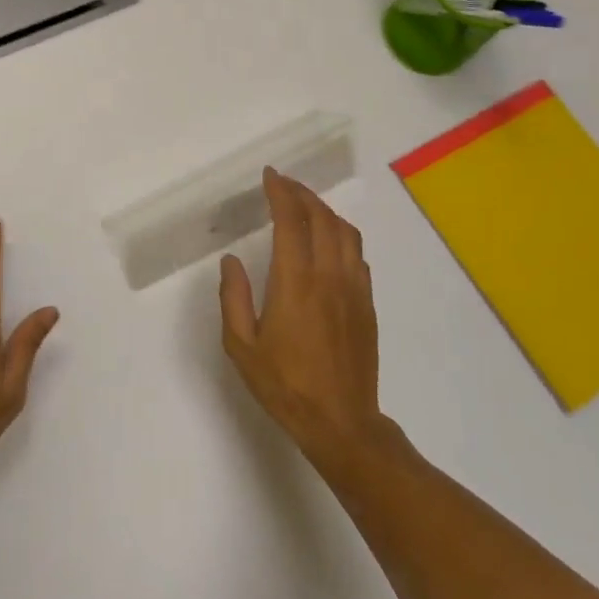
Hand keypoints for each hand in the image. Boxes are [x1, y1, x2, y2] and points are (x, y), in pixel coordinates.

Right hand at [219, 169, 387, 466]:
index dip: (280, 192)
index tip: (270, 176)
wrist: (341, 422)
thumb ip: (233, 298)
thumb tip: (231, 260)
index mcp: (295, 282)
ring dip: (325, 210)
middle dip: (302, 193)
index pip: (291, 221)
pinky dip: (342, 235)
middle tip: (283, 184)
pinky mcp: (367, 303)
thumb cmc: (285, 386)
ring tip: (306, 206)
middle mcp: (329, 275)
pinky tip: (329, 242)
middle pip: (322, 217)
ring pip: (346, 232)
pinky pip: (358, 254)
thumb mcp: (242, 347)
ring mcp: (353, 288)